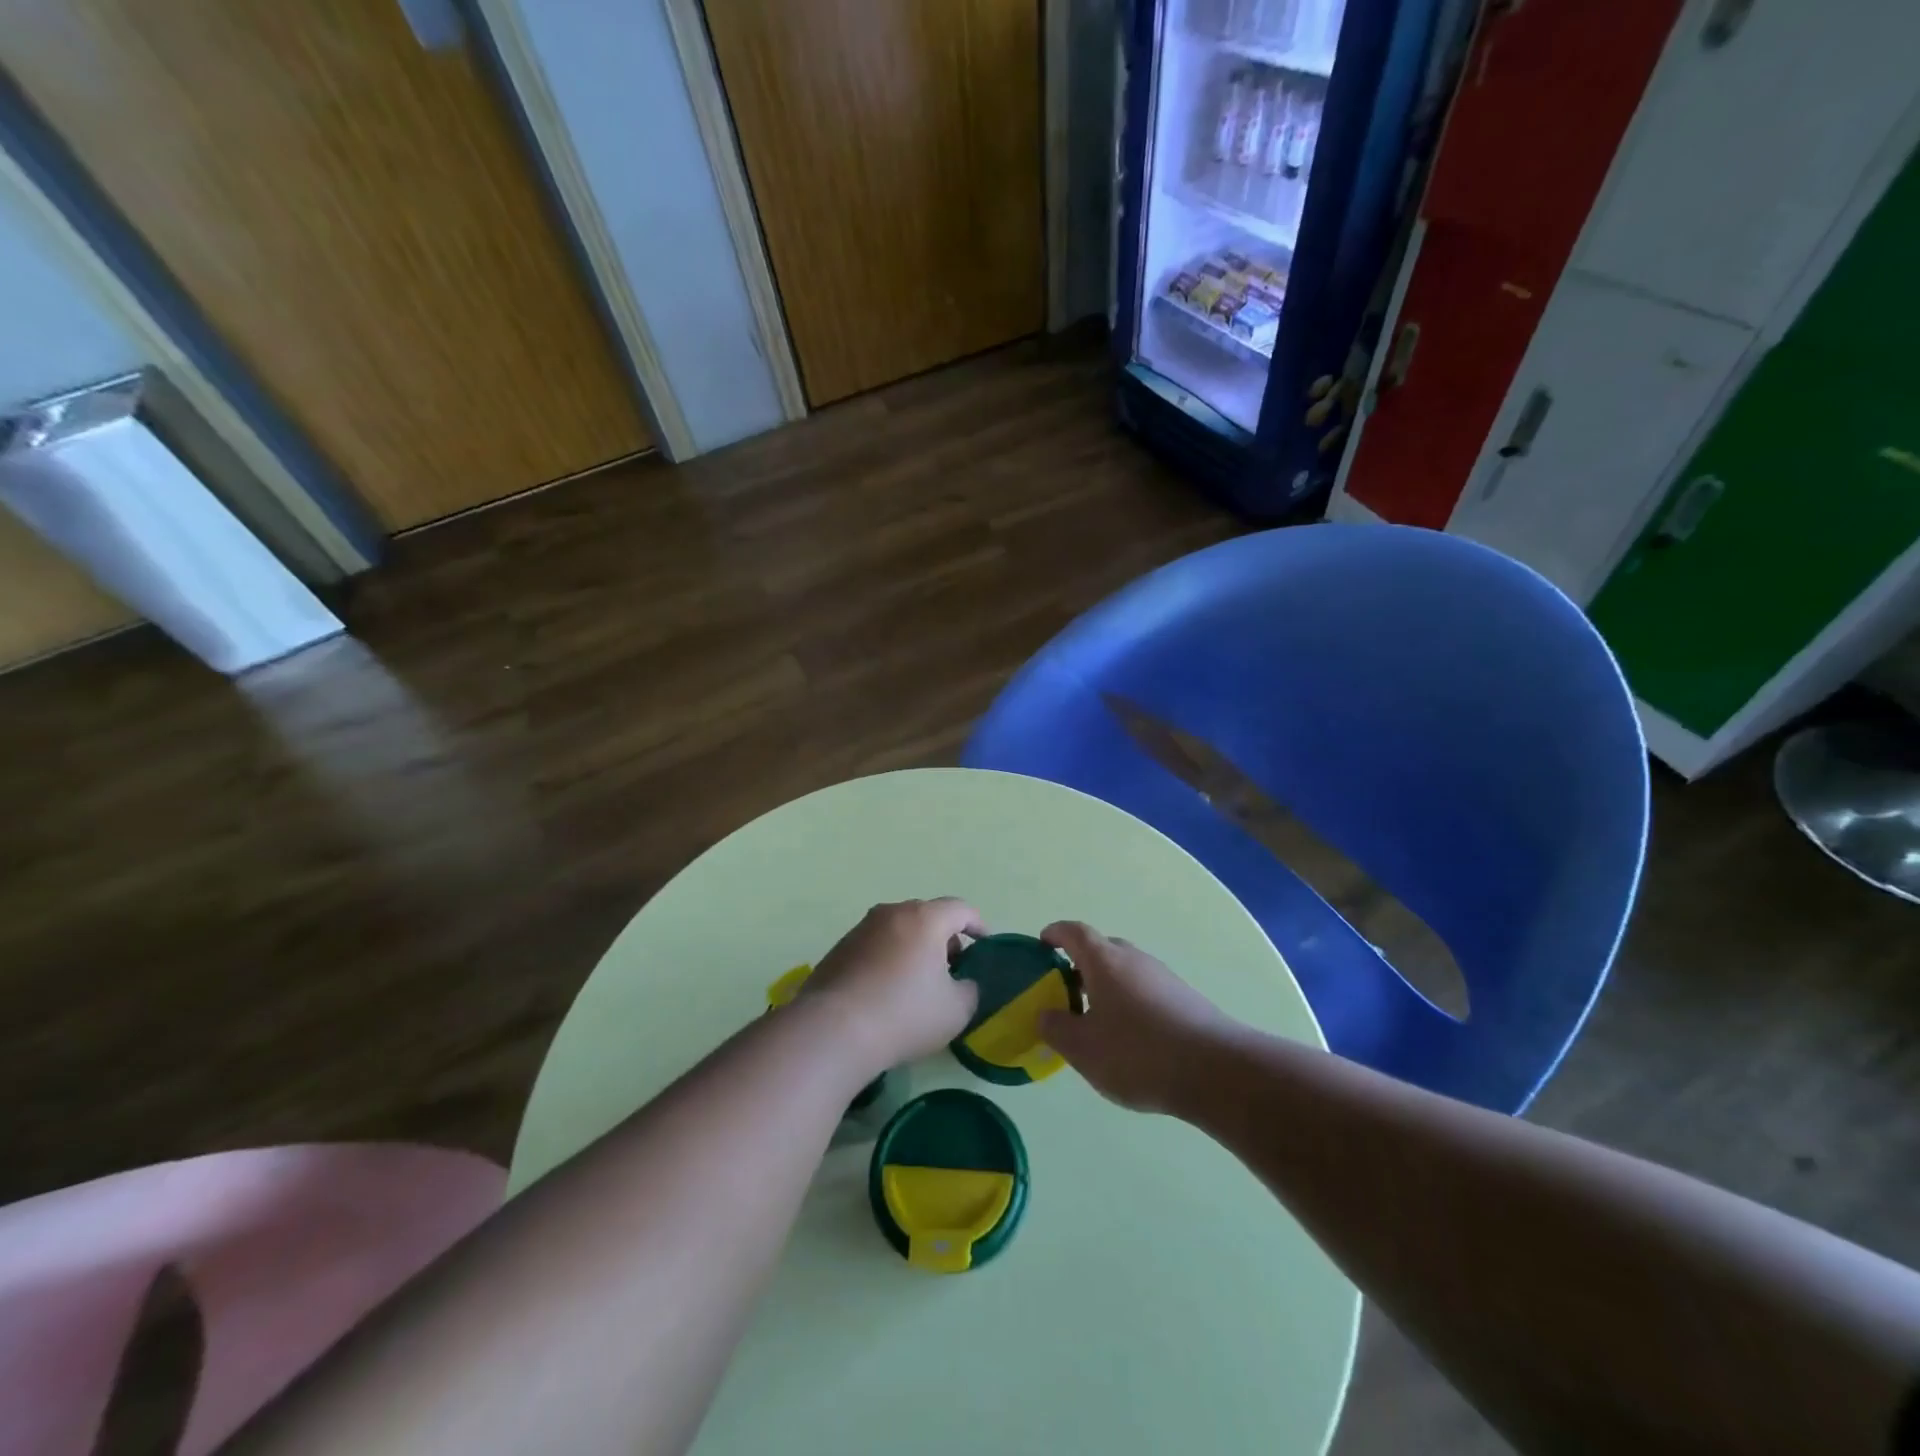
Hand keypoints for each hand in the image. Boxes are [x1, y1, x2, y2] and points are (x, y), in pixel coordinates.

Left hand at [807, 899, 983, 1072]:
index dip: (978, 925)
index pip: (960, 909)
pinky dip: (888, 960)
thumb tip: (961, 982)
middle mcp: (892, 913)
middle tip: (952, 968)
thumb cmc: (904, 1014)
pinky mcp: (838, 949)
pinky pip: (875, 946)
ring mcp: (861, 928)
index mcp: (925, 918)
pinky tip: (887, 992)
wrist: (833, 1030)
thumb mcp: (956, 1009)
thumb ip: (970, 989)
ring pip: (899, 930)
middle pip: (927, 916)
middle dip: (945, 938)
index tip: (984, 945)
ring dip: (914, 948)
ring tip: (919, 983)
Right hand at [1038, 921, 1234, 1113]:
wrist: (1216, 1071)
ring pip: (1125, 972)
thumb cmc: (1138, 1053)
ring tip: (1095, 1020)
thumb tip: (1046, 1014)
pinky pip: (1145, 991)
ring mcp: (1163, 977)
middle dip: (1080, 965)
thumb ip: (1056, 1029)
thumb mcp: (1083, 1049)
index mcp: (1105, 961)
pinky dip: (1129, 1003)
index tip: (1042, 944)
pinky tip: (1130, 1038)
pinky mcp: (1185, 999)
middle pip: (1101, 950)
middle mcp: (1134, 959)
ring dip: (1106, 987)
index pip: (1074, 933)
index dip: (1055, 934)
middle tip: (1064, 991)